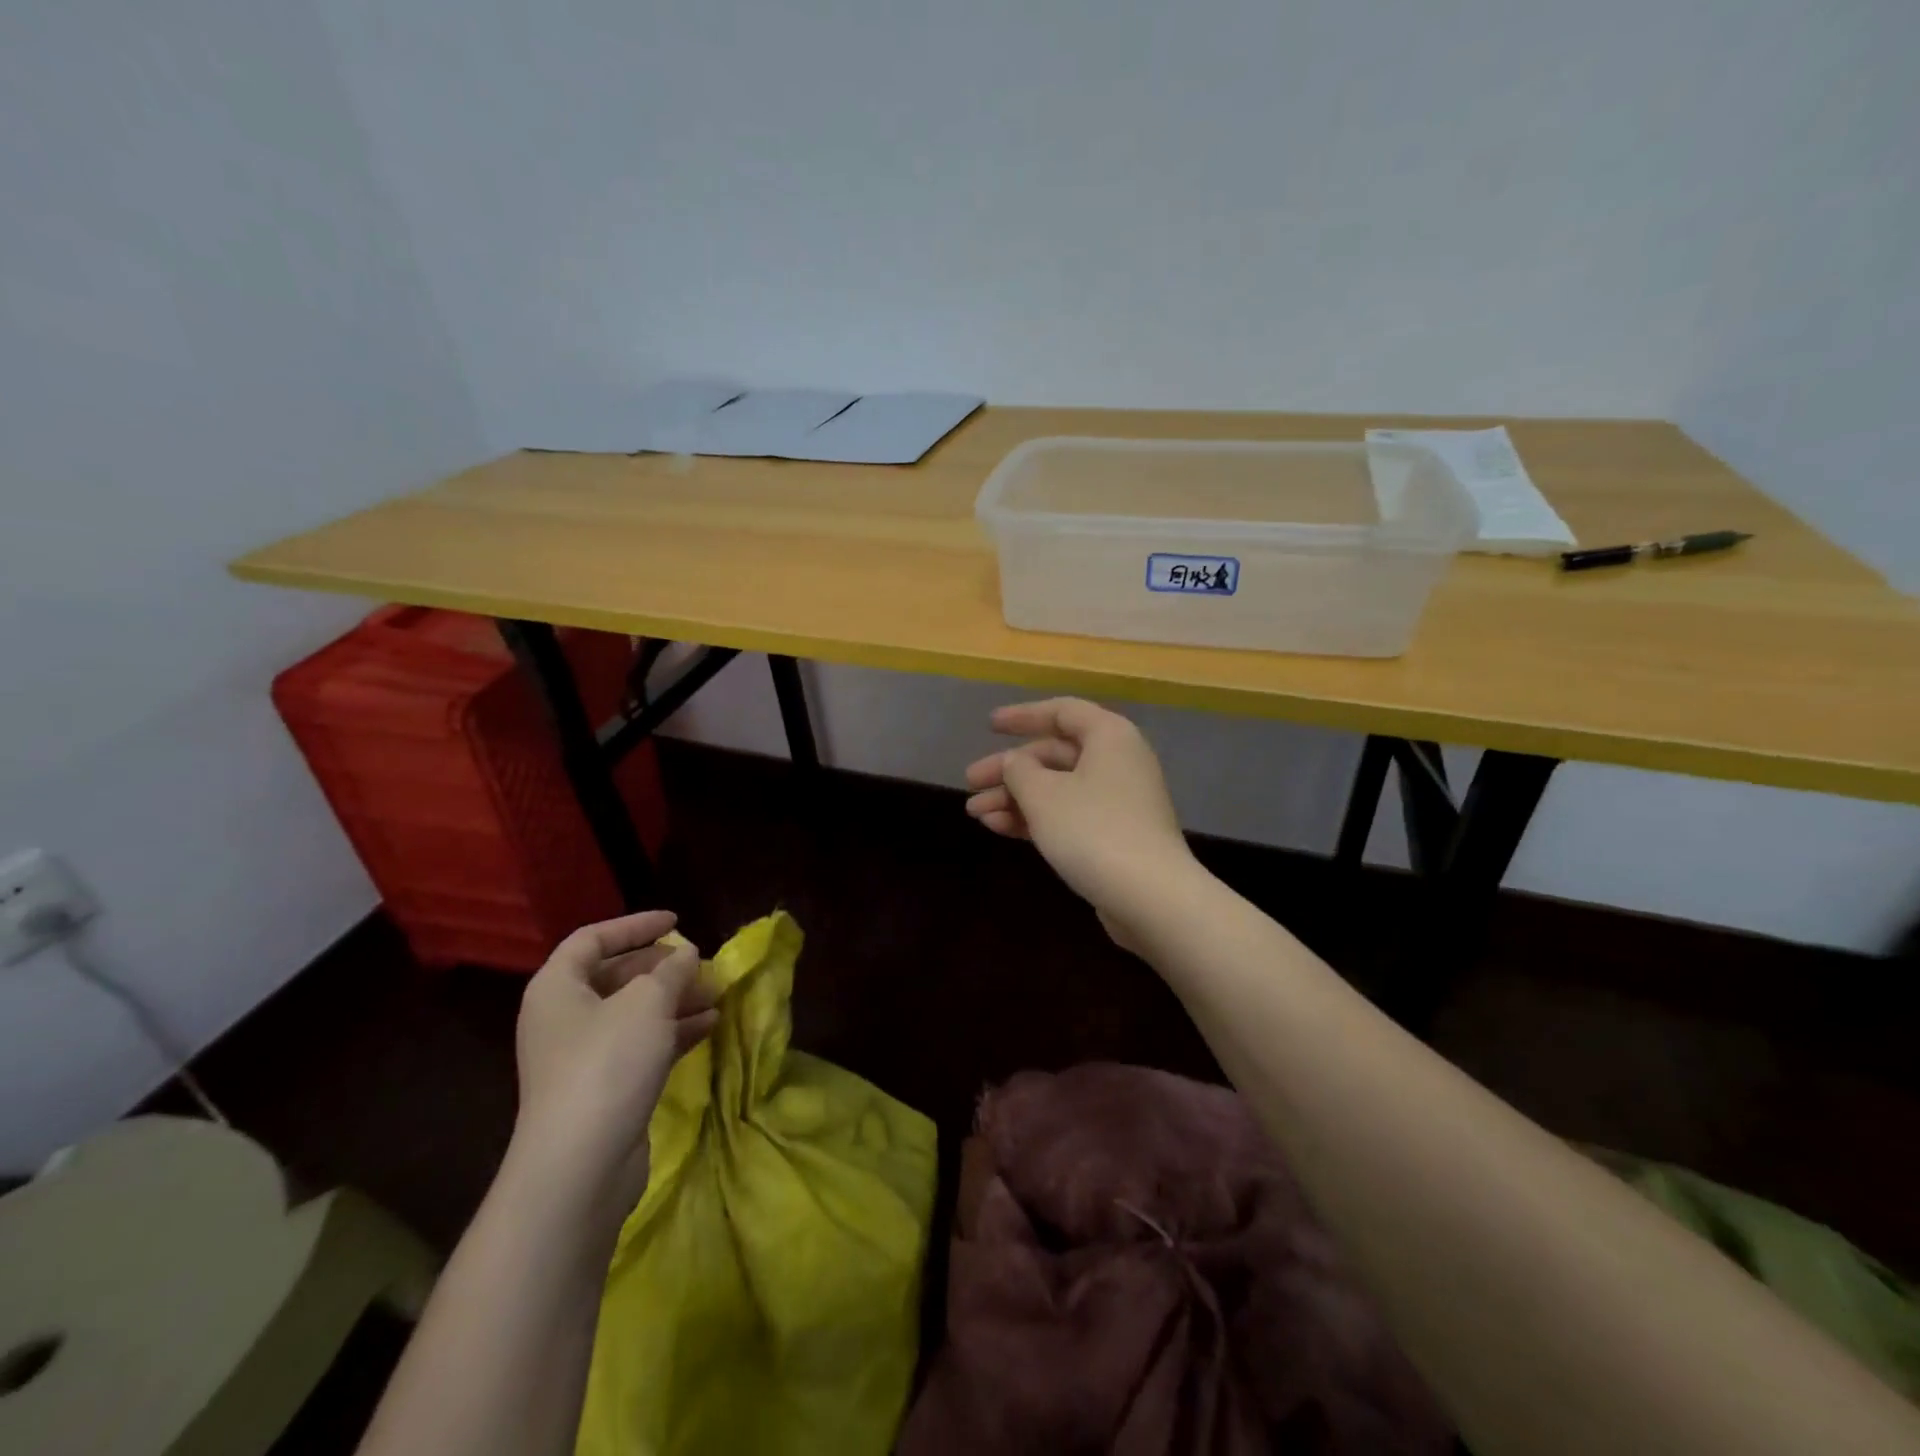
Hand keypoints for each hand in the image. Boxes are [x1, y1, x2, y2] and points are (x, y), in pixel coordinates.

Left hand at [511, 910, 717, 1211]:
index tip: (677, 921)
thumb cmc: (607, 1063)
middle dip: (663, 967)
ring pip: (633, 1012)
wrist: (579, 1165)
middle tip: (701, 964)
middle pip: (615, 976)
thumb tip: (686, 953)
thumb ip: (672, 970)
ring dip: (674, 999)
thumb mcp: (648, 1002)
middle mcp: (563, 1017)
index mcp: (557, 988)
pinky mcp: (603, 1087)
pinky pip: (641, 1044)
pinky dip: (673, 1031)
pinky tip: (709, 1025)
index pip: (593, 938)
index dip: (635, 925)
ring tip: (715, 992)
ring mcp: (582, 1055)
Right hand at [965, 699, 1196, 945]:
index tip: (989, 725)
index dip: (1023, 716)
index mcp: (1109, 736)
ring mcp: (1118, 801)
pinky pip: (1068, 815)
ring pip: (1058, 788)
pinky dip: (1036, 818)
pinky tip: (1000, 828)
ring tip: (975, 814)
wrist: (1150, 898)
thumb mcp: (1043, 794)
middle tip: (970, 783)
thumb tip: (1015, 763)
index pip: (1062, 712)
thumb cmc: (1093, 830)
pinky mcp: (1115, 835)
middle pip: (1054, 754)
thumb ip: (1019, 770)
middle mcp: (1117, 762)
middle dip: (1009, 769)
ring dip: (1015, 798)